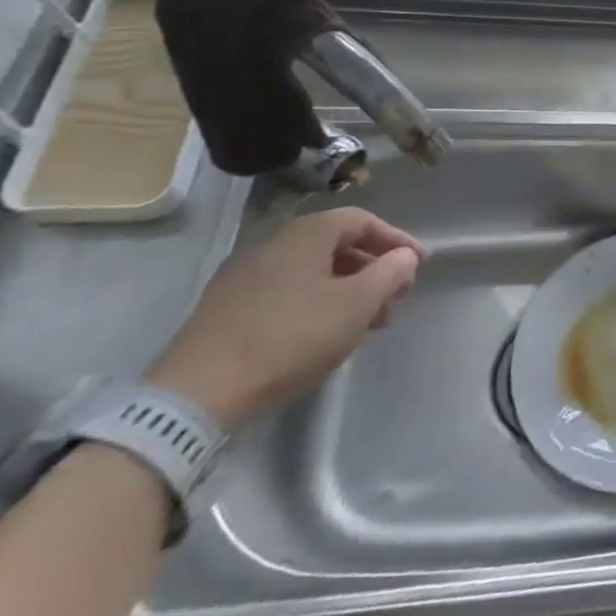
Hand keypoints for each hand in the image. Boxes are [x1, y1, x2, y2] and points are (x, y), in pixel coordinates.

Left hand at [147, 208, 426, 431]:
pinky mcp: (226, 308)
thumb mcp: (357, 304)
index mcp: (306, 233)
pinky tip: (324, 334)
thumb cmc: (291, 337)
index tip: (419, 265)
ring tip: (365, 323)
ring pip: (311, 271)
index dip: (396, 240)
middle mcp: (273, 243)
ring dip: (346, 289)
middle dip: (372, 269)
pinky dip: (316, 303)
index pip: (363, 220)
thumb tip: (404, 257)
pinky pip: (286, 292)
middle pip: (336, 245)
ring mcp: (244, 276)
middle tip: (395, 298)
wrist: (197, 395)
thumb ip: (390, 273)